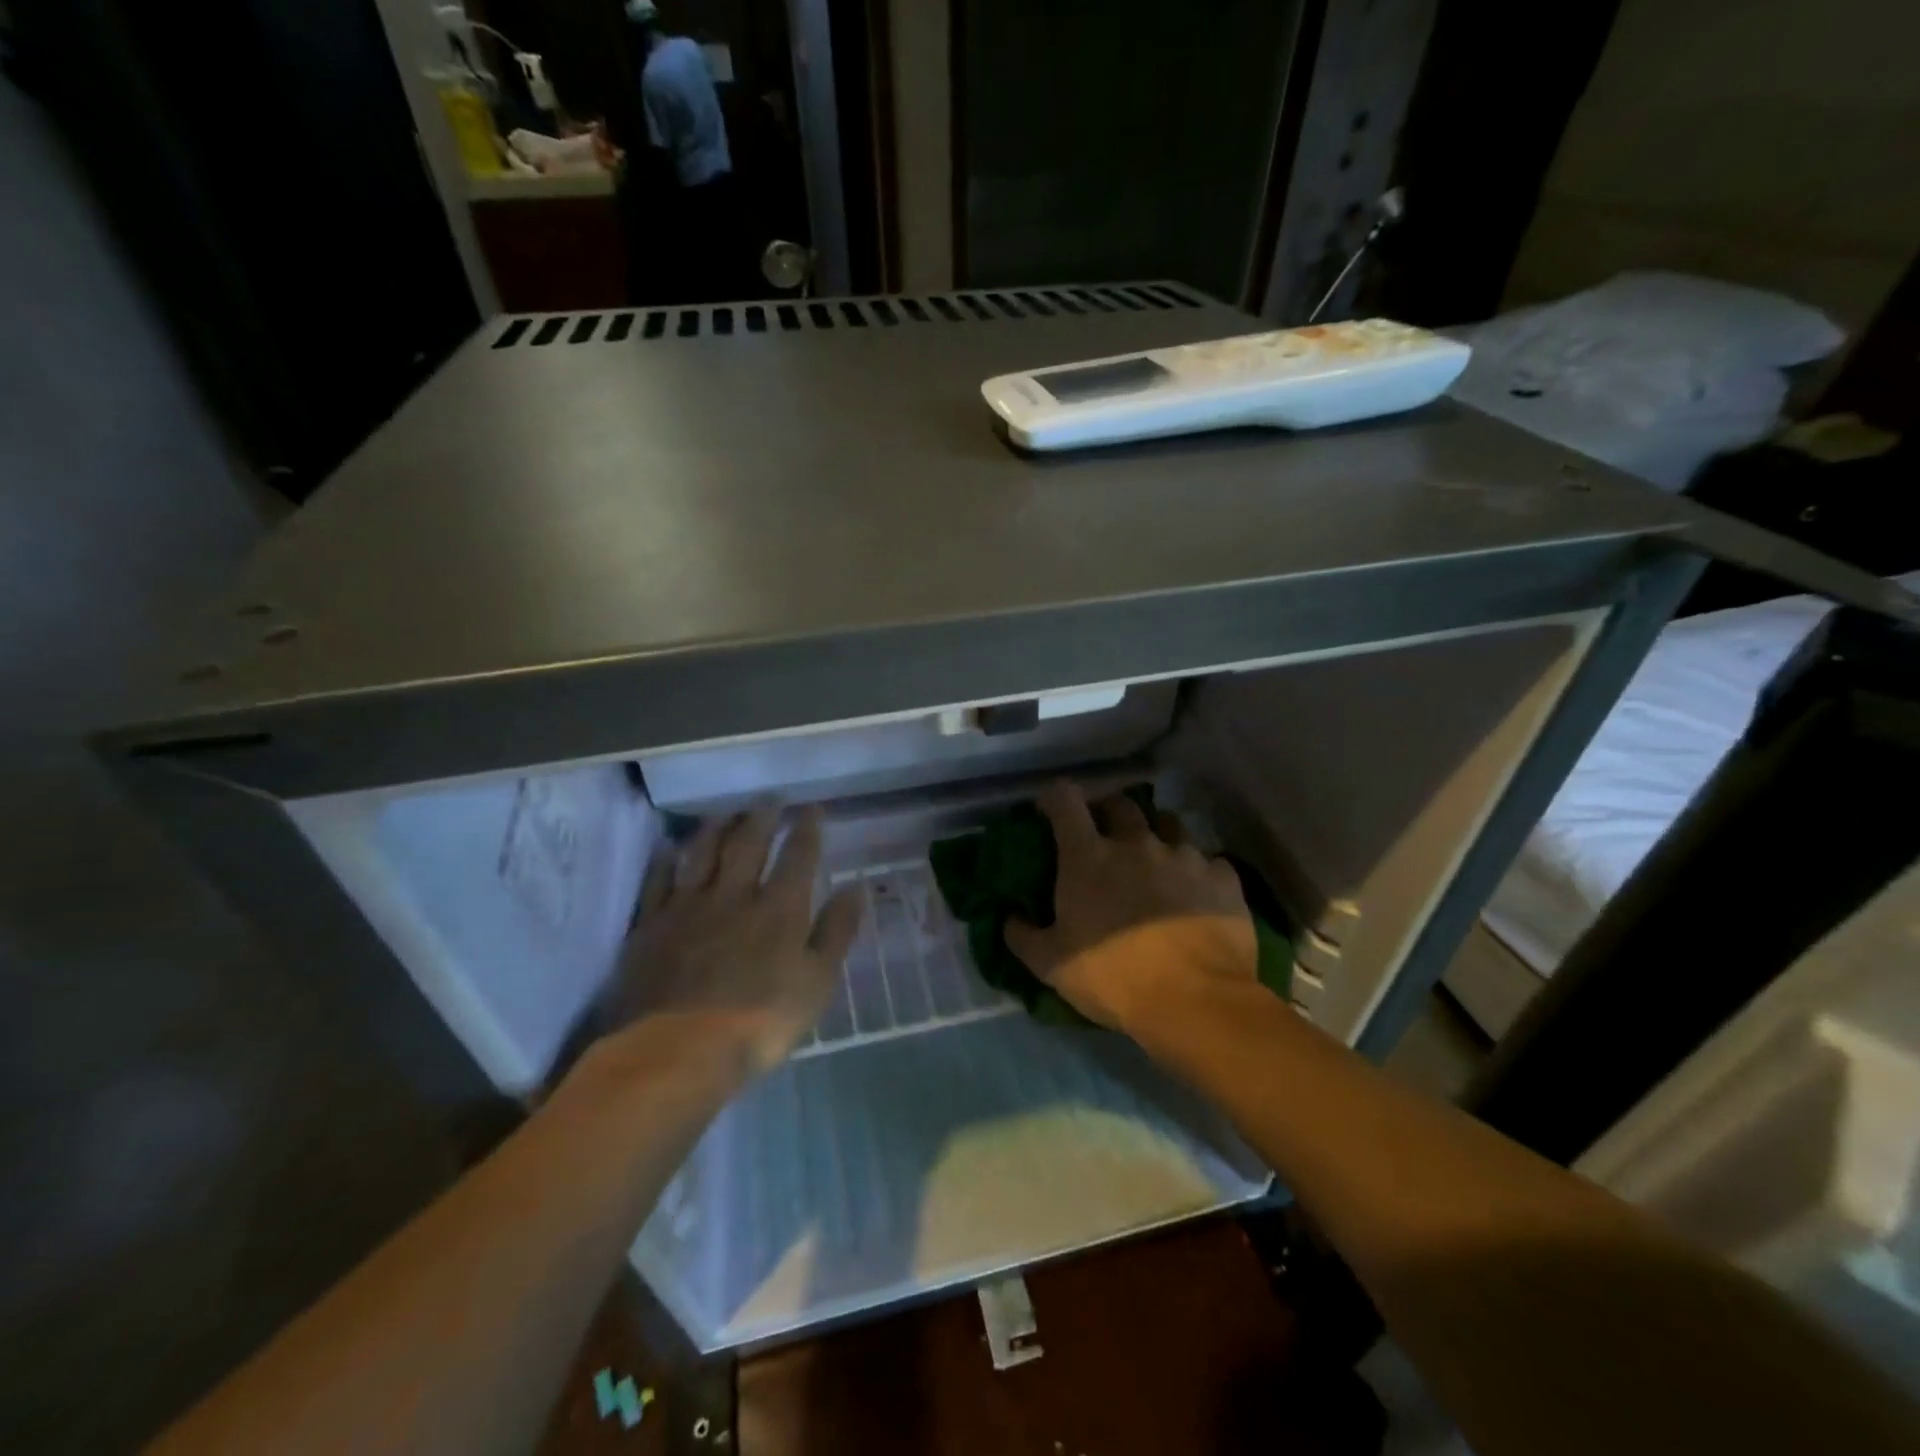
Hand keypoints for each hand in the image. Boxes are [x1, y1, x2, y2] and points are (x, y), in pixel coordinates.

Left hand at [612, 805, 863, 1072]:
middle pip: (748, 844)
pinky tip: (669, 849)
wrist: (679, 1050)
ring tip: (725, 811)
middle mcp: (734, 895)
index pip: (797, 856)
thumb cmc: (761, 1022)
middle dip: (762, 816)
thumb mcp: (817, 982)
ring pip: (702, 853)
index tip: (812, 808)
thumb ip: (836, 931)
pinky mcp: (650, 926)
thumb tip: (856, 887)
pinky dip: (666, 861)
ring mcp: (687, 907)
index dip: (806, 829)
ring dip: (716, 828)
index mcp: (779, 908)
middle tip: (770, 797)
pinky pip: (658, 882)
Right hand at [1005, 782, 1257, 1036]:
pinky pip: (1208, 861)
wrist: (1195, 1001)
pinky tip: (1197, 894)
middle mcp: (1136, 842)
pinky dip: (1198, 872)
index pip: (1065, 800)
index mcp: (1089, 856)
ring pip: (1169, 825)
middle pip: (1120, 804)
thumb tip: (1009, 918)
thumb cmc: (1113, 977)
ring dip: (1157, 836)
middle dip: (1108, 812)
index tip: (1051, 811)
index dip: (1055, 798)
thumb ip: (1023, 936)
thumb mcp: (1051, 965)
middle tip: (1105, 836)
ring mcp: (1184, 855)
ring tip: (1156, 863)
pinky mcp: (1222, 877)